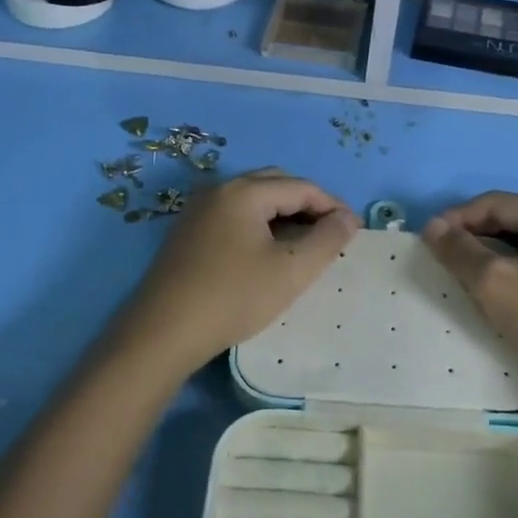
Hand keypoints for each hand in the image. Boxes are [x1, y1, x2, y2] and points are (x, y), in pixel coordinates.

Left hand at [122, 169, 359, 373]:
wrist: (163, 332)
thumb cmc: (234, 297)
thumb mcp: (291, 270)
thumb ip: (327, 240)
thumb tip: (348, 219)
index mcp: (244, 191)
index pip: (301, 187)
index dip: (333, 206)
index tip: (354, 231)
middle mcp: (219, 190)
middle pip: (276, 184)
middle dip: (308, 205)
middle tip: (331, 234)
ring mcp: (198, 210)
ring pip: (253, 201)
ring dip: (284, 215)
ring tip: (305, 244)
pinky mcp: (188, 233)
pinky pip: (234, 216)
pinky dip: (260, 225)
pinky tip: (268, 253)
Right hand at [423, 192, 517, 393]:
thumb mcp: (493, 283)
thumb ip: (459, 251)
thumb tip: (433, 226)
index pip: (494, 202)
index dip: (457, 217)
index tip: (430, 241)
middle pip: (513, 219)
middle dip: (476, 237)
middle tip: (449, 261)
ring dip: (496, 255)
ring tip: (472, 278)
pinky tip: (508, 293)